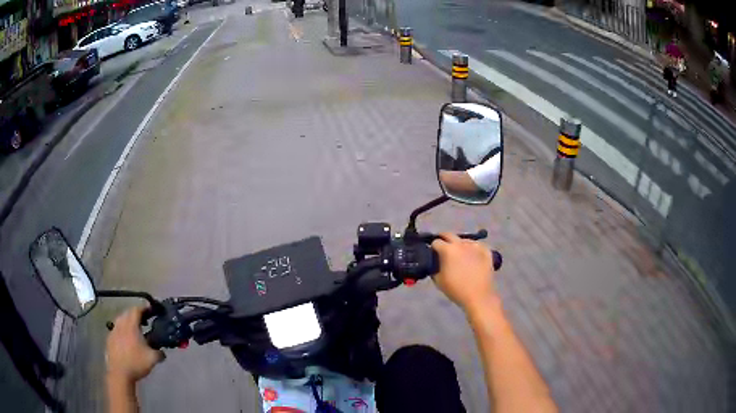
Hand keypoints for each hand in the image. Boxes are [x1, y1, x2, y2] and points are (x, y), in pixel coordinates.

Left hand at [106, 306, 163, 383]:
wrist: (120, 373)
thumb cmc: (136, 363)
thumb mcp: (153, 359)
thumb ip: (159, 353)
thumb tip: (162, 352)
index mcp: (131, 325)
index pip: (137, 310)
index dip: (144, 308)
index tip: (151, 310)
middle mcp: (121, 324)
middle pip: (128, 313)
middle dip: (136, 315)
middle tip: (145, 321)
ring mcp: (113, 331)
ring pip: (121, 321)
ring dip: (128, 322)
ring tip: (136, 331)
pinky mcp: (109, 339)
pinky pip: (117, 330)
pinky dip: (123, 331)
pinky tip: (127, 341)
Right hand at [431, 233, 495, 313]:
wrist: (478, 296)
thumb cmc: (456, 290)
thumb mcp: (438, 280)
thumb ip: (434, 267)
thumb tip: (434, 261)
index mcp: (448, 250)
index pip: (436, 242)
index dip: (433, 248)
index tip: (433, 254)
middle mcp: (461, 244)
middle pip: (449, 235)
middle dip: (444, 239)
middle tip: (443, 248)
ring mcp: (475, 246)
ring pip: (464, 240)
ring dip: (459, 244)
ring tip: (460, 255)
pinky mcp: (486, 251)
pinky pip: (477, 245)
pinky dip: (473, 249)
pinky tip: (473, 256)